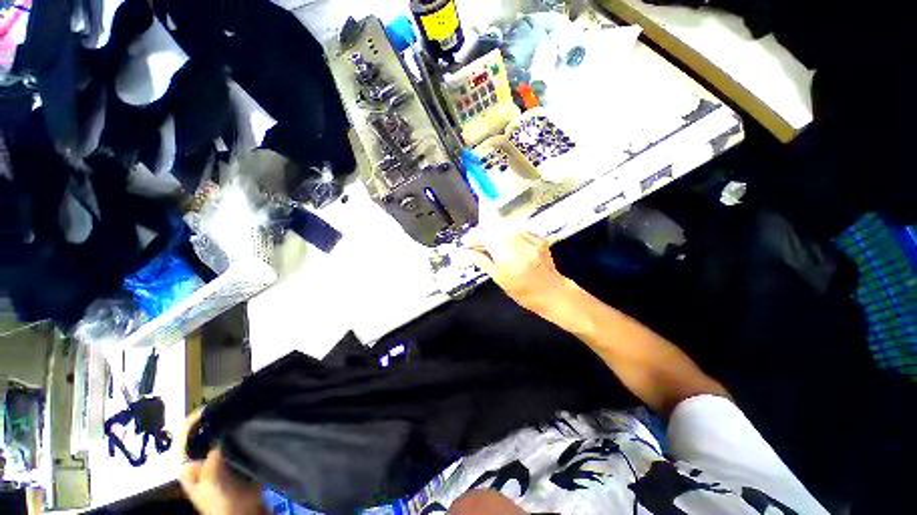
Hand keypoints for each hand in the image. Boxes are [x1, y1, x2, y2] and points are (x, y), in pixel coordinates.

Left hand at [178, 408, 265, 514]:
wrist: (243, 514)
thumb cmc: (222, 501)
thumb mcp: (214, 479)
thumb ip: (213, 454)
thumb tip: (224, 425)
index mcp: (185, 460)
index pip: (185, 429)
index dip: (199, 414)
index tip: (221, 402)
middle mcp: (196, 454)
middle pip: (203, 426)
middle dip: (218, 413)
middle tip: (238, 401)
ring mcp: (213, 455)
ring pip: (219, 429)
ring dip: (230, 419)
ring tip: (246, 407)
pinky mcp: (230, 455)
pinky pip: (233, 435)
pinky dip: (240, 426)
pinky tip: (252, 420)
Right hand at [468, 232, 573, 321]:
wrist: (552, 293)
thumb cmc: (524, 292)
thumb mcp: (500, 279)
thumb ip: (483, 262)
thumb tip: (467, 253)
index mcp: (509, 257)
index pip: (486, 238)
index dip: (474, 239)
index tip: (467, 243)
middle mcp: (521, 245)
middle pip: (495, 231)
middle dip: (484, 236)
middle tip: (477, 245)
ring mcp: (532, 240)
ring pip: (506, 229)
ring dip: (496, 235)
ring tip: (492, 246)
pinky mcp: (539, 238)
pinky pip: (519, 230)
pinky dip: (510, 235)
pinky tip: (508, 243)